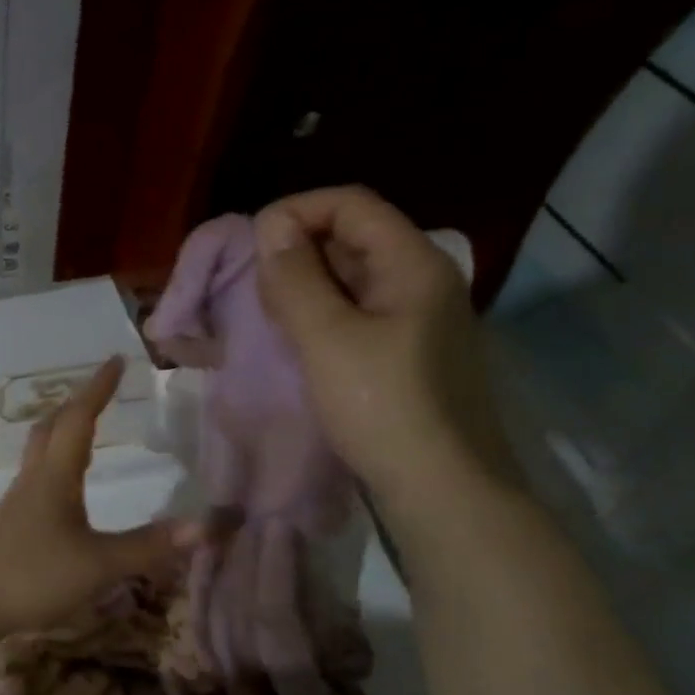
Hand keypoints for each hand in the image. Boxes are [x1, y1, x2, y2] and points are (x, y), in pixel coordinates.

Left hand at [0, 356, 196, 636]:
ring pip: (39, 452)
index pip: (80, 419)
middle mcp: (34, 480)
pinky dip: (53, 466)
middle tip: (99, 391)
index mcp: (56, 476)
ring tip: (81, 429)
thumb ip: (148, 547)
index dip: (99, 389)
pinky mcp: (9, 526)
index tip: (115, 360)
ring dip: (61, 431)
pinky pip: (35, 479)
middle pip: (51, 428)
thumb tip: (205, 525)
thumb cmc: (30, 575)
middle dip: (77, 404)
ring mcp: (17, 503)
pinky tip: (61, 489)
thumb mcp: (98, 565)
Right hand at [253, 186, 521, 514]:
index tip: (253, 245)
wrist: (441, 489)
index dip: (298, 211)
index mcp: (413, 264)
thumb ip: (296, 279)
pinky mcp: (407, 353)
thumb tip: (271, 227)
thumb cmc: (383, 407)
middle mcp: (422, 280)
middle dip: (299, 250)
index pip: (351, 205)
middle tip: (255, 286)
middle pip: (354, 237)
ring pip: (353, 278)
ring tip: (268, 312)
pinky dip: (322, 315)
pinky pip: (358, 314)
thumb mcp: (328, 339)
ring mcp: (418, 319)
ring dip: (307, 285)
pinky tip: (297, 340)